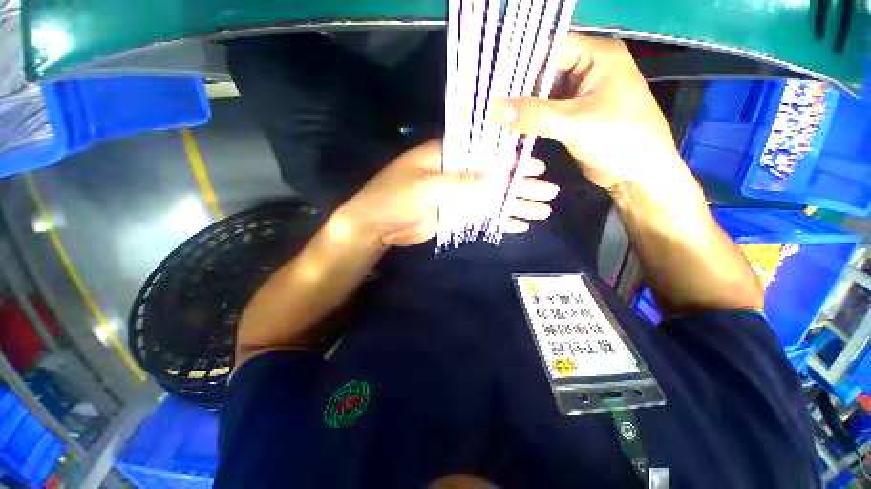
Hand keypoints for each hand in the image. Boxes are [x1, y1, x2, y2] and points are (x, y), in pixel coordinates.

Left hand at [340, 140, 559, 246]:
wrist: (377, 225)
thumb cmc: (395, 197)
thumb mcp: (427, 185)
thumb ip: (462, 182)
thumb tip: (499, 177)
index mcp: (448, 156)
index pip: (486, 153)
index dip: (512, 160)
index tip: (537, 167)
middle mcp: (456, 173)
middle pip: (495, 178)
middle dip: (521, 186)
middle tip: (548, 193)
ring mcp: (457, 196)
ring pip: (492, 199)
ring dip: (515, 205)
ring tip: (542, 211)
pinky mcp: (456, 215)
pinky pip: (481, 216)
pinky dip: (499, 220)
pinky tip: (518, 224)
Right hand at [487, 34, 686, 191]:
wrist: (638, 174)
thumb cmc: (621, 139)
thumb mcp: (576, 124)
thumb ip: (534, 115)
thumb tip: (494, 109)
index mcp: (596, 56)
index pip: (549, 48)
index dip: (520, 63)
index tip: (493, 84)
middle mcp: (585, 70)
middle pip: (542, 72)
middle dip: (516, 90)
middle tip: (488, 105)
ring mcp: (576, 95)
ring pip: (540, 95)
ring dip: (520, 108)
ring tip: (492, 117)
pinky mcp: (570, 117)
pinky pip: (542, 113)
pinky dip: (527, 121)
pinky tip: (508, 129)